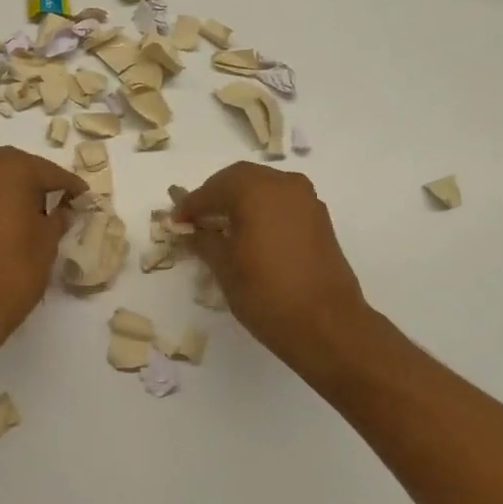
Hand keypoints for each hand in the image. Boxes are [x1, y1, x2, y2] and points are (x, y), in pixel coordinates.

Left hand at [0, 147, 87, 343]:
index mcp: (9, 168)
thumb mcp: (47, 243)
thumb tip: (60, 210)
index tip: (84, 198)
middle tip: (58, 203)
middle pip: (16, 168)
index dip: (70, 187)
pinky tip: (2, 225)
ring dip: (9, 192)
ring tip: (29, 215)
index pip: (49, 172)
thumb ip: (57, 218)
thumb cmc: (11, 272)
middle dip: (37, 184)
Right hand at [175, 164, 371, 363]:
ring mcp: (306, 199)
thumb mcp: (225, 267)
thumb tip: (191, 231)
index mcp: (255, 190)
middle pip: (240, 179)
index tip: (175, 221)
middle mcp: (283, 184)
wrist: (327, 324)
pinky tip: (251, 233)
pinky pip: (282, 201)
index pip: (212, 189)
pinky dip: (262, 209)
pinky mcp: (319, 218)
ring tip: (222, 226)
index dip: (190, 205)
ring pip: (264, 187)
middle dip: (215, 195)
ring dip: (240, 200)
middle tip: (197, 219)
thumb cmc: (267, 293)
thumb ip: (204, 241)